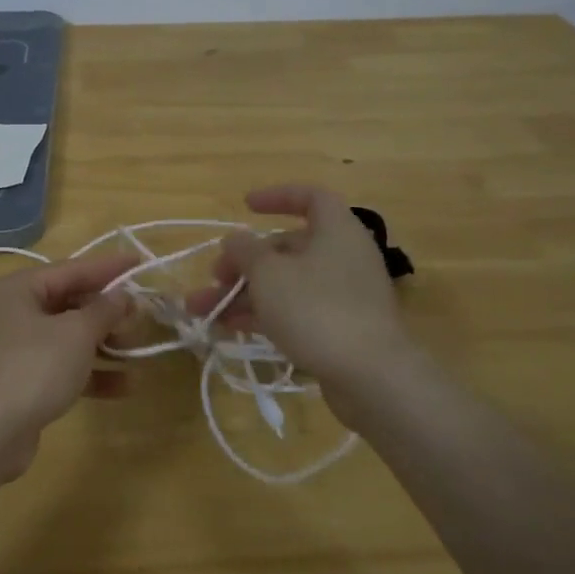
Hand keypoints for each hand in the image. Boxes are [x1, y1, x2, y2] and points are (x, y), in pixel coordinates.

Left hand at [0, 250, 137, 477]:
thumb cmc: (33, 368)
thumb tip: (122, 296)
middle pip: (67, 303)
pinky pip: (58, 366)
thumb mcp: (77, 334)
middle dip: (106, 314)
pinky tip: (122, 386)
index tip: (140, 263)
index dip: (108, 268)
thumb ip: (104, 310)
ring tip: (135, 353)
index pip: (70, 269)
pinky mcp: (17, 381)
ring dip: (102, 345)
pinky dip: (87, 372)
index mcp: (16, 289)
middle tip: (140, 318)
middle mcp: (9, 312)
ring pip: (65, 337)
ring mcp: (11, 349)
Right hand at [187, 185, 416, 422]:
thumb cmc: (317, 309)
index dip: (277, 197)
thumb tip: (236, 239)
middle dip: (245, 261)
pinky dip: (264, 314)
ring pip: (287, 283)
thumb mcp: (269, 274)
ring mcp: (343, 295)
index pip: (310, 197)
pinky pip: (296, 310)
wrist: (371, 377)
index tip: (245, 207)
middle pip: (289, 247)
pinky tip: (229, 327)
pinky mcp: (340, 329)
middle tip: (214, 276)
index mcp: (336, 230)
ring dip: (244, 292)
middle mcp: (343, 256)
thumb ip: (245, 251)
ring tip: (203, 309)